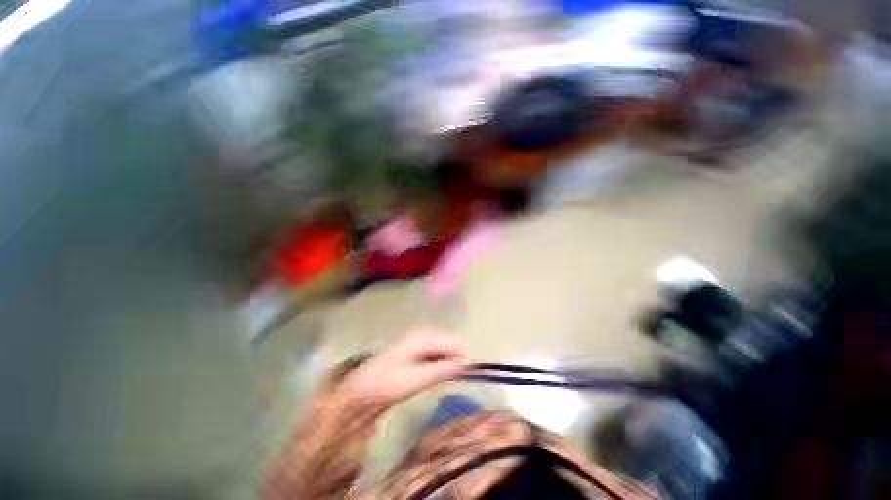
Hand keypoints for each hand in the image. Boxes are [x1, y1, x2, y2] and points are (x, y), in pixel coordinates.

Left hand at [340, 329, 466, 409]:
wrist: (362, 391)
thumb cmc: (389, 383)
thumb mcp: (418, 379)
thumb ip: (443, 370)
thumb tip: (466, 364)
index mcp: (423, 338)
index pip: (453, 343)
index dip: (460, 358)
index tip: (464, 375)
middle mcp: (422, 335)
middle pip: (448, 344)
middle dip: (453, 360)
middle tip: (451, 379)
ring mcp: (417, 342)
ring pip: (442, 350)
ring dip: (446, 363)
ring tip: (441, 379)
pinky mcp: (414, 351)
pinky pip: (434, 354)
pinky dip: (438, 364)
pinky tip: (433, 376)